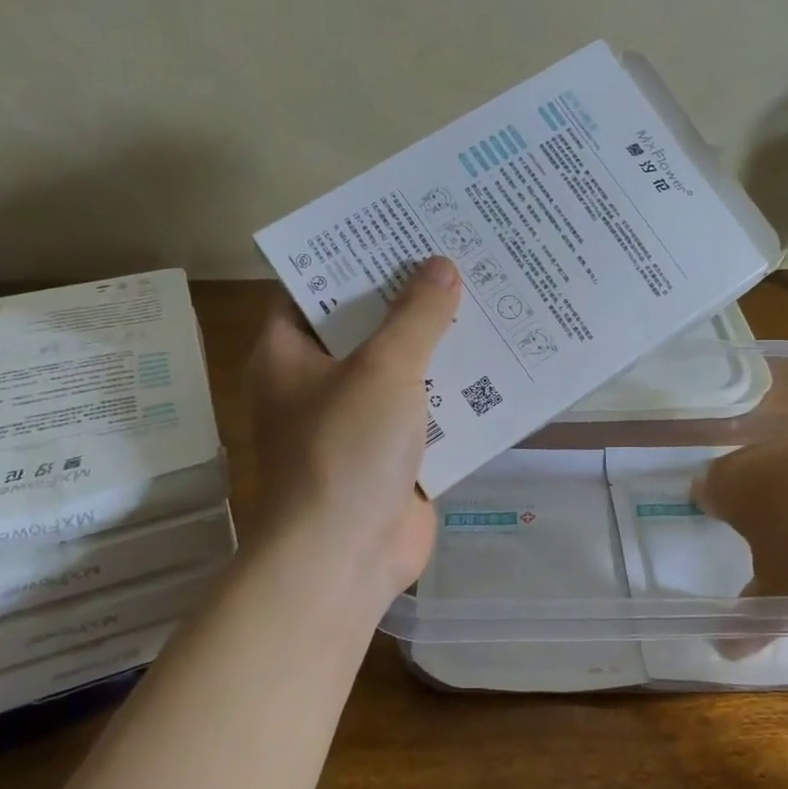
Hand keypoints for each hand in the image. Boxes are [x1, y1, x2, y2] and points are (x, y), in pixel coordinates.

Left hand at [245, 258, 462, 600]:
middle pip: (366, 326)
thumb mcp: (383, 369)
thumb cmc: (345, 450)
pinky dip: (455, 393)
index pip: (315, 288)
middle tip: (460, 255)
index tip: (401, 229)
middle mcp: (317, 382)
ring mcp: (356, 421)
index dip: (355, 257)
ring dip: (439, 345)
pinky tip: (498, 364)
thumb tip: (442, 266)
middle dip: (410, 298)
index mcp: (289, 353)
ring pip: (401, 370)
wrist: (344, 559)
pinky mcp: (391, 455)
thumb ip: (416, 315)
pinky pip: (425, 411)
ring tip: (489, 298)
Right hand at [696, 413, 787, 599]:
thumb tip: (725, 651)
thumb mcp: (785, 586)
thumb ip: (756, 612)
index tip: (719, 517)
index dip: (713, 503)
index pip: (708, 488)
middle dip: (762, 491)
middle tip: (774, 522)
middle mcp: (768, 449)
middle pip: (754, 467)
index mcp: (734, 482)